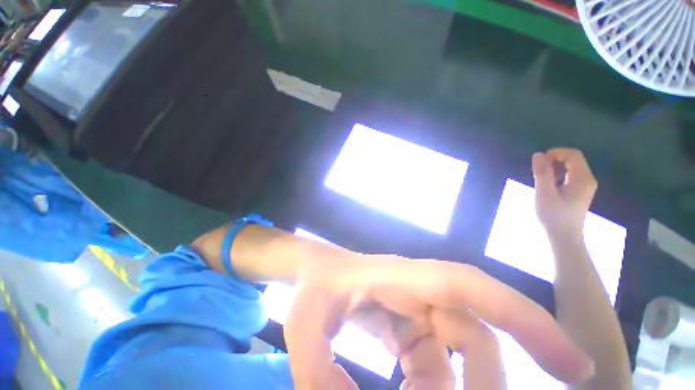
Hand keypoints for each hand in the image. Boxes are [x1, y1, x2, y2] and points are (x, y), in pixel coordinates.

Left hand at [284, 253, 594, 388]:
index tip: (573, 365)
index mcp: (401, 278)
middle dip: (484, 387)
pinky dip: (429, 386)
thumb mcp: (305, 327)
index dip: (526, 318)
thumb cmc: (311, 287)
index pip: (471, 288)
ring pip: (456, 353)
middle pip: (473, 335)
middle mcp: (417, 288)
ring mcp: (413, 304)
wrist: (311, 269)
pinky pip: (433, 358)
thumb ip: (318, 378)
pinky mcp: (405, 319)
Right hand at [532, 149, 597, 237]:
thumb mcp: (544, 193)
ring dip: (554, 169)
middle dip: (553, 161)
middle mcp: (587, 180)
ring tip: (541, 180)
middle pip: (573, 160)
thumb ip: (542, 173)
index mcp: (582, 179)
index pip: (573, 155)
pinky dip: (557, 176)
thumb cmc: (553, 216)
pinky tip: (548, 186)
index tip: (539, 162)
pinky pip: (569, 176)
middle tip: (538, 172)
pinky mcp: (579, 192)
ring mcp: (584, 187)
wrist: (562, 237)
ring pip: (570, 168)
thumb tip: (537, 154)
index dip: (555, 153)